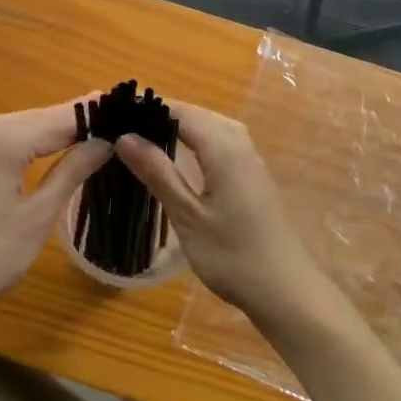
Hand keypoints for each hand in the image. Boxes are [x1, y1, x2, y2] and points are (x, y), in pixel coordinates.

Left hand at [0, 102, 110, 329]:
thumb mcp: (38, 216)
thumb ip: (70, 172)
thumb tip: (104, 142)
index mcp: (5, 143)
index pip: (60, 119)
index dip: (94, 113)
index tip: (129, 106)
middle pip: (42, 116)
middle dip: (79, 116)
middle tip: (120, 117)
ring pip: (26, 125)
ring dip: (59, 126)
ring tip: (98, 128)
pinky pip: (11, 139)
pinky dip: (38, 139)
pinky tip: (57, 146)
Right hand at [114, 103, 334, 330]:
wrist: (287, 292)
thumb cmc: (233, 255)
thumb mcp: (188, 215)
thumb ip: (158, 172)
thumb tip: (124, 136)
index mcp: (223, 146)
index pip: (179, 110)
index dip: (147, 108)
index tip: (113, 114)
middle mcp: (239, 143)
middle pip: (195, 115)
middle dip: (159, 116)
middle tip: (121, 130)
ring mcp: (249, 159)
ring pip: (208, 128)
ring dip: (177, 129)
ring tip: (142, 141)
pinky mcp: (252, 176)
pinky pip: (219, 143)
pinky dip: (194, 143)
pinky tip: (178, 161)